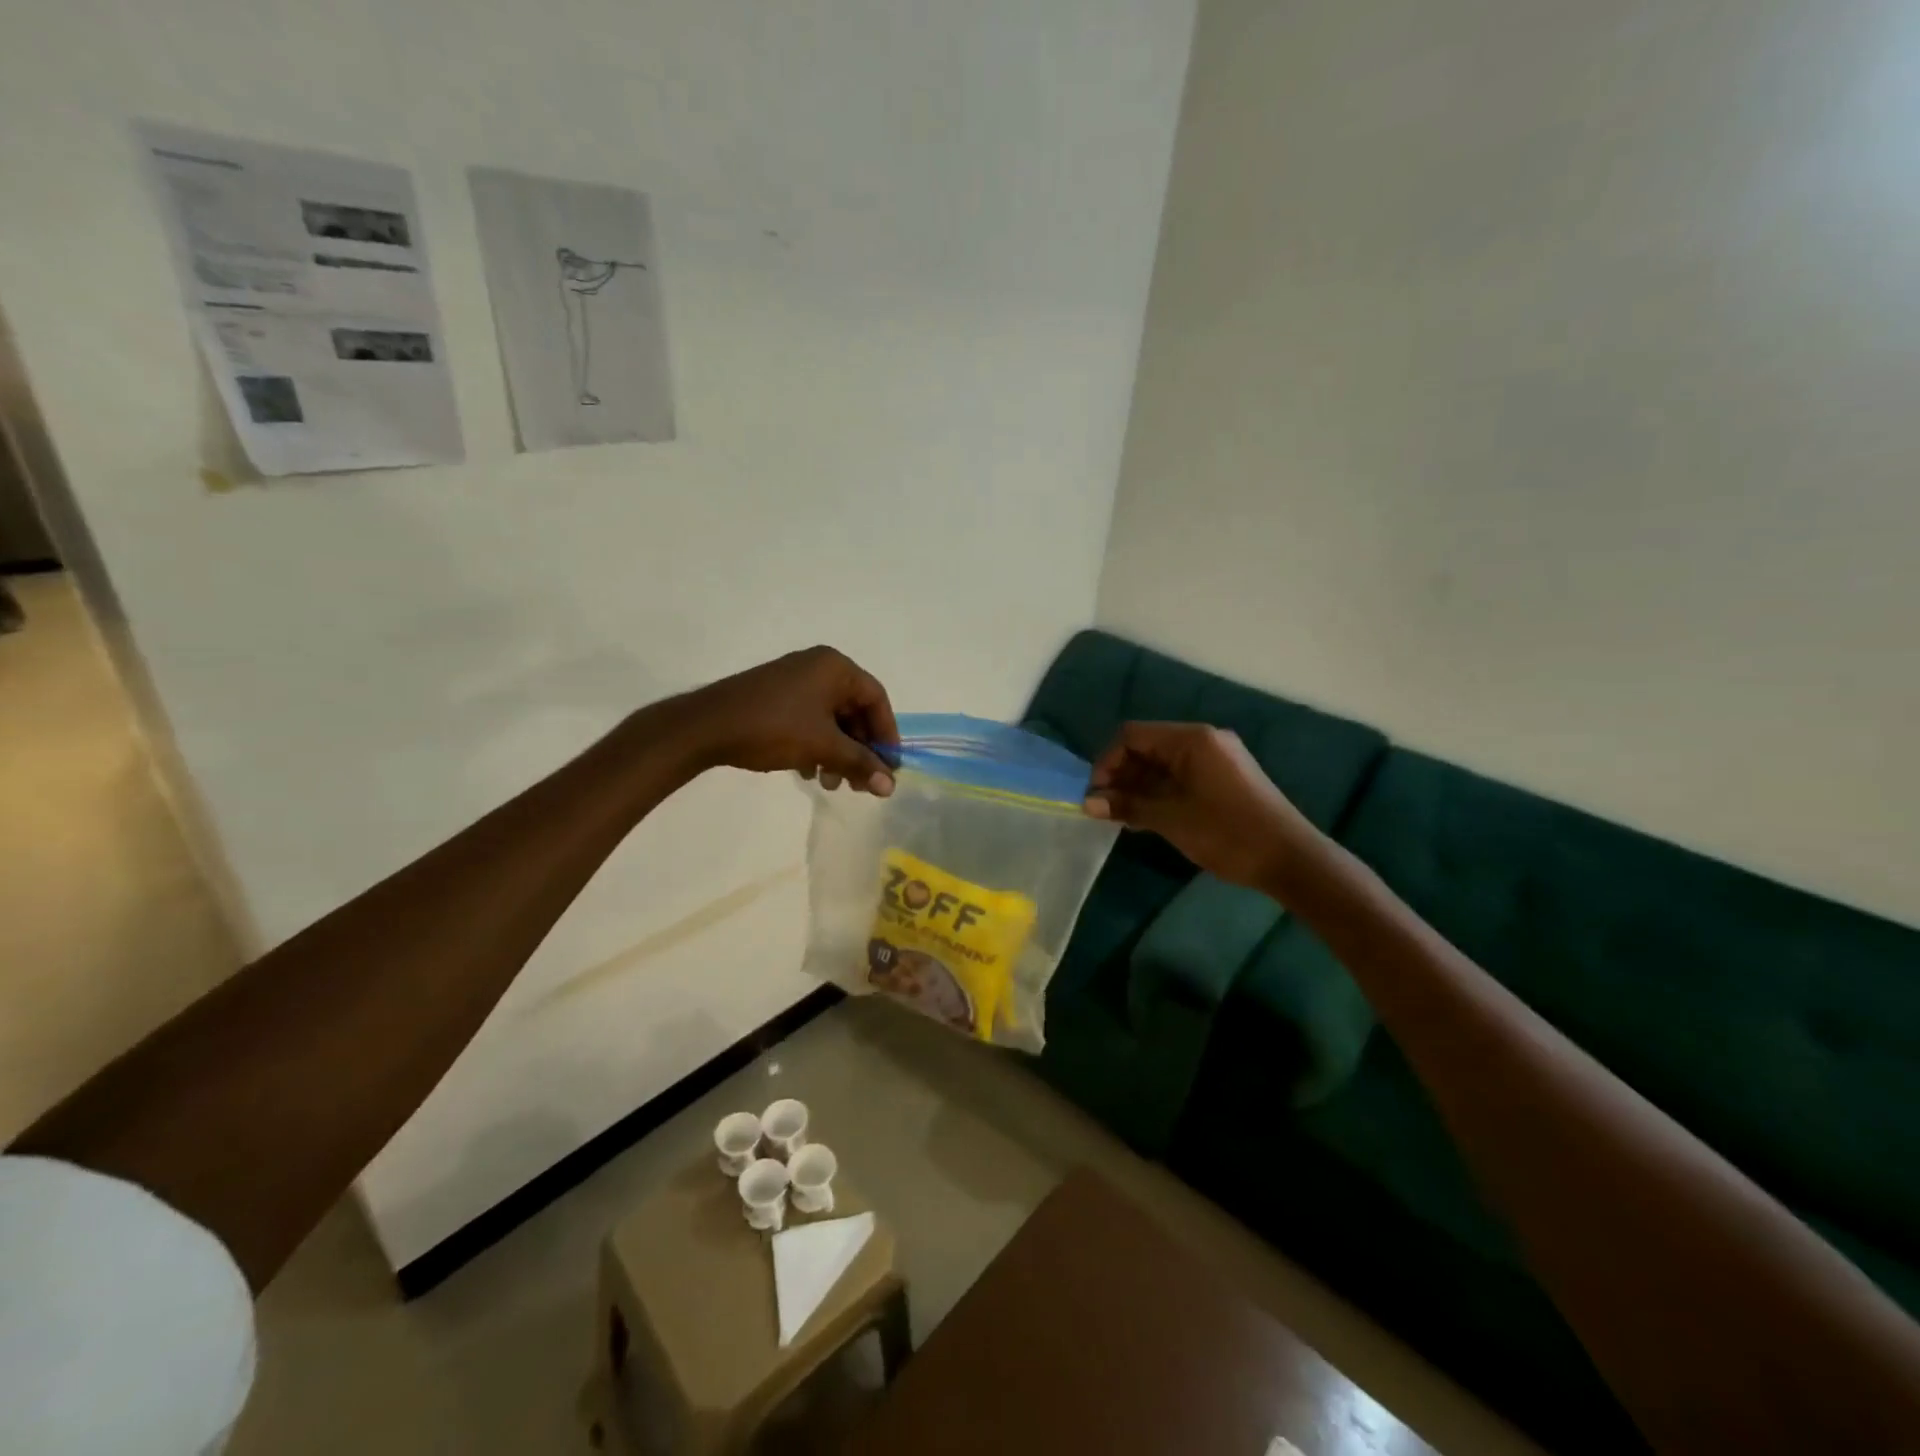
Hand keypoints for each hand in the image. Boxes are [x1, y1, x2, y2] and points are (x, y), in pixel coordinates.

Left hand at [669, 646, 898, 794]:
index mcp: (835, 667)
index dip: (886, 735)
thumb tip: (890, 787)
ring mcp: (795, 680)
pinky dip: (816, 745)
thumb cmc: (773, 728)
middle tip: (860, 783)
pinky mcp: (776, 696)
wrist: (706, 726)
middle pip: (854, 710)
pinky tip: (809, 772)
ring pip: (831, 719)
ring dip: (838, 753)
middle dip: (859, 749)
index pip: (876, 699)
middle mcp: (818, 667)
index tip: (888, 767)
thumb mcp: (823, 747)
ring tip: (831, 783)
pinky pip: (810, 719)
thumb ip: (860, 763)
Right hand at [1084, 722, 1322, 891]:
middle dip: (1121, 776)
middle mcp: (1203, 740)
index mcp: (1191, 739)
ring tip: (1123, 817)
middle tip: (1106, 810)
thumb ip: (1127, 806)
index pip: (1132, 735)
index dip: (1107, 762)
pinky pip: (1180, 776)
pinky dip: (1159, 792)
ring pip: (1162, 764)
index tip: (1096, 796)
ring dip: (1138, 787)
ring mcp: (1216, 759)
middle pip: (1147, 747)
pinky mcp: (1224, 778)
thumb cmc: (1226, 832)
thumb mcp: (1170, 819)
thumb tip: (1087, 803)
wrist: (1289, 859)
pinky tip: (1147, 817)